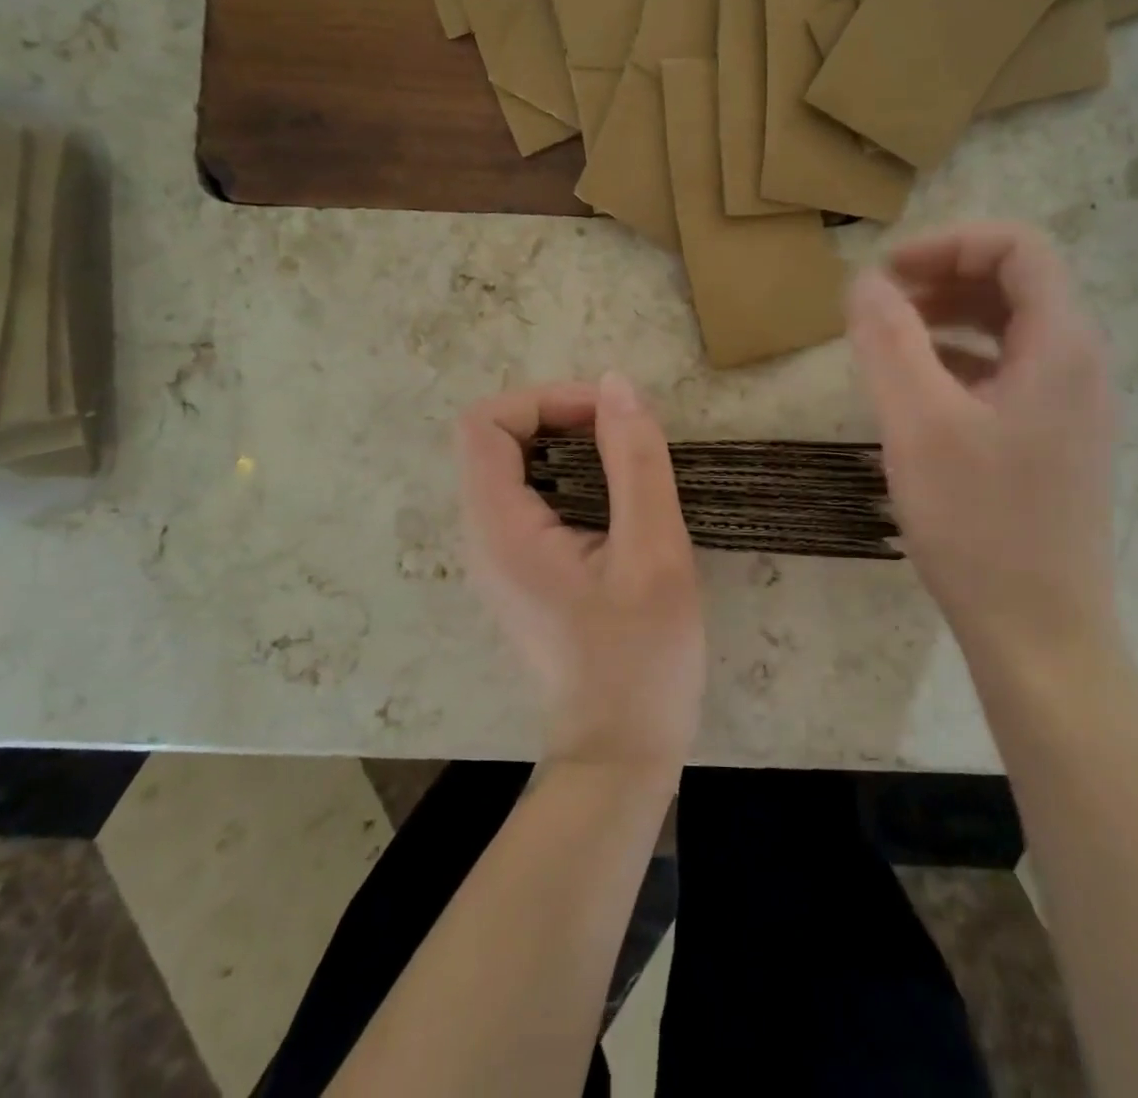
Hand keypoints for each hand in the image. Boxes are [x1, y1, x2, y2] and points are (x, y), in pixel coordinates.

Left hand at [455, 374, 703, 774]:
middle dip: (560, 417)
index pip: (483, 424)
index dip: (543, 401)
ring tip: (628, 462)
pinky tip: (618, 501)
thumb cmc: (641, 658)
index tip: (606, 415)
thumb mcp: (654, 552)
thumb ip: (634, 462)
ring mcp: (498, 558)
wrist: (620, 753)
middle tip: (625, 434)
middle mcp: (483, 538)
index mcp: (500, 530)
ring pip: (514, 467)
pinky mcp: (521, 572)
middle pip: (496, 440)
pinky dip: (571, 477)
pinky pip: (530, 499)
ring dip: (569, 446)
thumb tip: (616, 384)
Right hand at [847, 222, 1118, 662]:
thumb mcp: (918, 424)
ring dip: (948, 319)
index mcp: (1060, 347)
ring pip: (1009, 331)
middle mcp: (1077, 366)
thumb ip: (889, 341)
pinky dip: (958, 361)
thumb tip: (864, 281)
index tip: (887, 271)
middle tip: (879, 302)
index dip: (950, 243)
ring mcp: (1069, 407)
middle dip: (944, 278)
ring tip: (888, 339)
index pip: (1019, 249)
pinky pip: (1006, 374)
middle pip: (1016, 285)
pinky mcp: (1050, 441)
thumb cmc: (979, 523)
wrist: (1038, 632)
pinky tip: (916, 389)